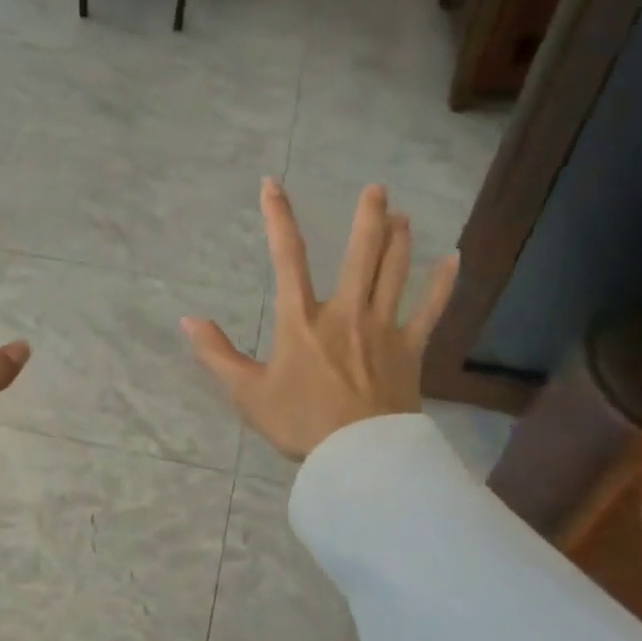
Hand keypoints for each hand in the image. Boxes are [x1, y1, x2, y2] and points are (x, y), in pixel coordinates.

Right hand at [182, 179, 456, 463]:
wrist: (357, 456)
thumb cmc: (300, 423)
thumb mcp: (247, 393)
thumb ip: (217, 355)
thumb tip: (187, 321)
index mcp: (302, 321)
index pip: (288, 258)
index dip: (279, 218)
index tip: (272, 184)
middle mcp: (345, 313)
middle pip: (361, 254)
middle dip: (368, 217)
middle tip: (376, 189)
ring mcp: (383, 329)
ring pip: (395, 273)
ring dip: (399, 240)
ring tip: (402, 214)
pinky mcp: (410, 349)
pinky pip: (431, 310)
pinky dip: (443, 284)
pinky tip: (454, 258)